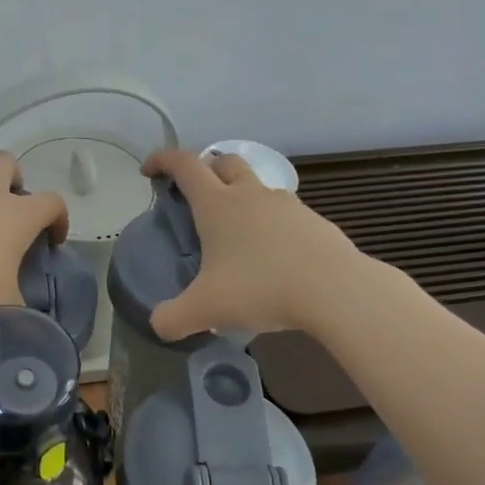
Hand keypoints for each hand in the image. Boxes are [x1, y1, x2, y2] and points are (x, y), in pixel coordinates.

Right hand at [142, 148, 365, 340]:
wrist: (335, 290)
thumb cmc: (260, 288)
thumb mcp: (205, 310)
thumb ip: (172, 318)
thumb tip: (158, 324)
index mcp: (217, 204)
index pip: (184, 165)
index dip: (162, 160)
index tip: (149, 170)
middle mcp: (250, 195)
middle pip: (224, 161)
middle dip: (205, 169)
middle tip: (195, 194)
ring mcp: (287, 205)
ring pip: (257, 186)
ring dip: (240, 196)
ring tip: (235, 232)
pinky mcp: (314, 222)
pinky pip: (284, 213)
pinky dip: (270, 223)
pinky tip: (272, 256)